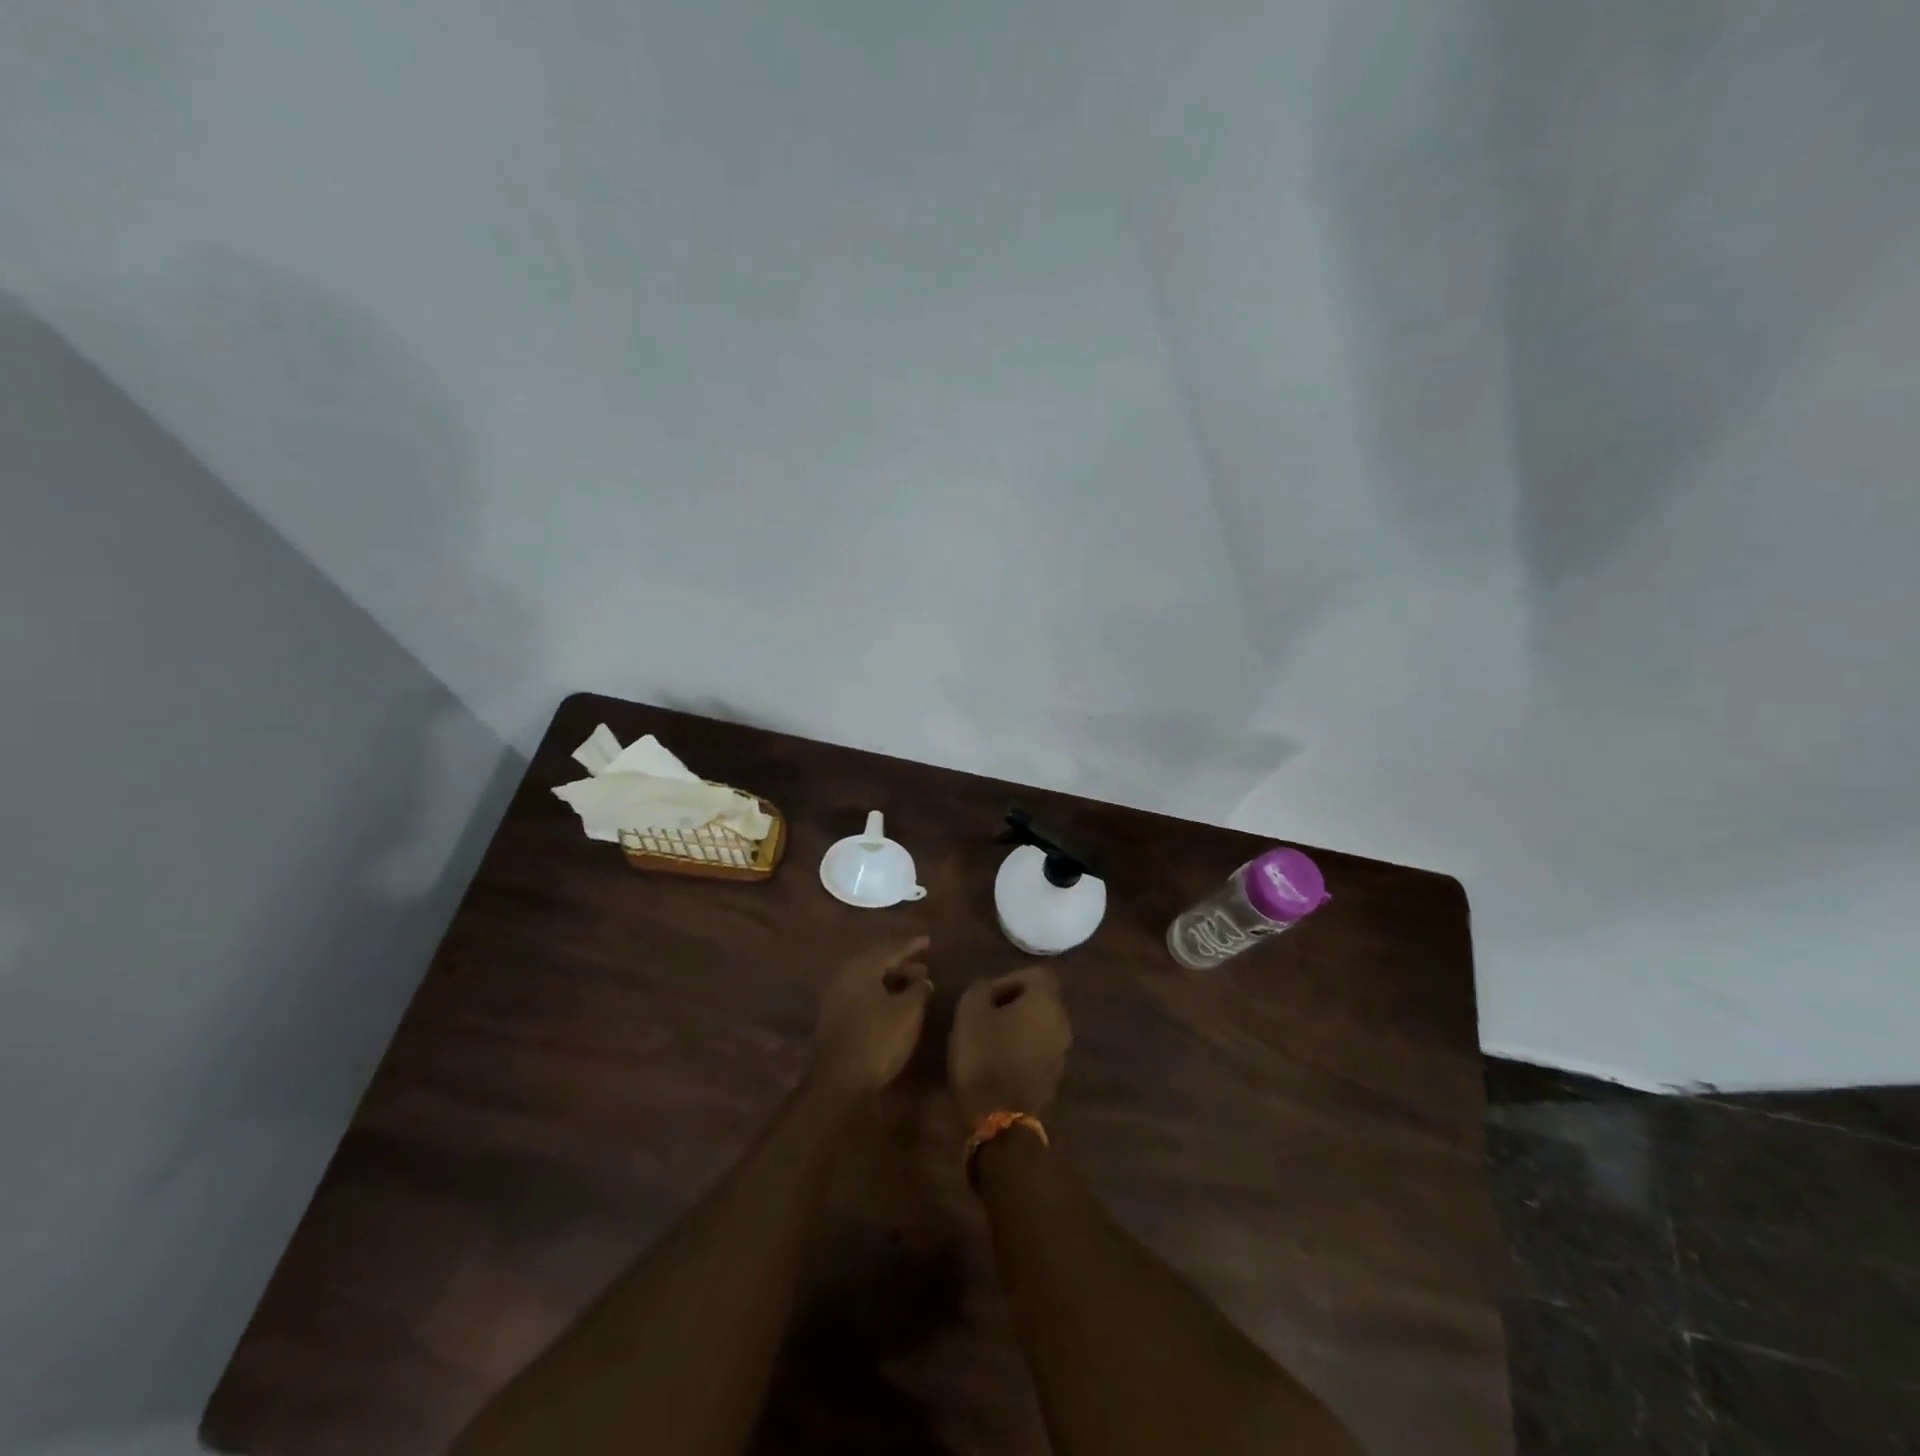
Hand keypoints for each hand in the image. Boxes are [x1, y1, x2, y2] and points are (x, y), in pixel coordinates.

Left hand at [812, 936, 933, 1095]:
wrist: (839, 1080)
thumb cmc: (878, 1038)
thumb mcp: (908, 1012)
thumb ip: (919, 990)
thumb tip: (924, 980)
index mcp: (861, 967)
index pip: (890, 948)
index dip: (911, 945)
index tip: (928, 941)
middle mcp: (844, 975)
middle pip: (876, 962)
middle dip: (901, 964)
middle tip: (923, 968)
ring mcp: (835, 996)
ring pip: (867, 979)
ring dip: (890, 980)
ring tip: (912, 987)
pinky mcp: (832, 1016)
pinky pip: (860, 994)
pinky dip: (879, 993)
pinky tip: (892, 1004)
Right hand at [948, 966, 1072, 1126]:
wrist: (1000, 1117)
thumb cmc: (985, 1054)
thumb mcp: (970, 1010)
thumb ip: (982, 988)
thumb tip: (990, 989)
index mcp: (1046, 1001)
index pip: (1035, 974)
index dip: (1009, 979)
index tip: (987, 996)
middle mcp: (1062, 1022)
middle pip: (1039, 1000)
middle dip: (1012, 1003)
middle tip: (984, 1016)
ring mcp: (1061, 1052)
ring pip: (1039, 1026)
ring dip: (1017, 1027)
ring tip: (987, 1040)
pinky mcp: (1054, 1077)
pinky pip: (1038, 1050)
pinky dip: (1021, 1050)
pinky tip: (997, 1062)